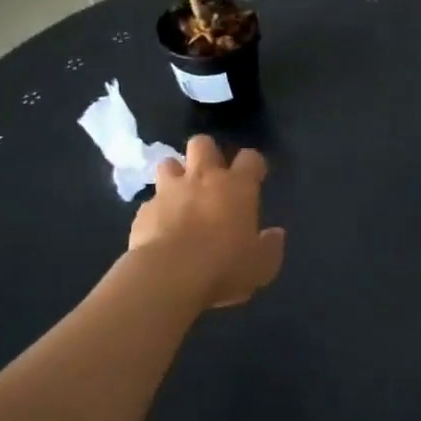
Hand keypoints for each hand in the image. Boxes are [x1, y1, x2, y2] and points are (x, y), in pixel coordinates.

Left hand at [129, 136, 284, 308]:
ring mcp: (169, 191)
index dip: (253, 165)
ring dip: (176, 174)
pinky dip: (157, 209)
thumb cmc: (224, 267)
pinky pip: (151, 201)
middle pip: (203, 144)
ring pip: (169, 163)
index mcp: (237, 187)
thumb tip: (275, 234)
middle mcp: (203, 179)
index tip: (255, 177)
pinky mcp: (144, 210)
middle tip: (212, 176)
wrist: (168, 277)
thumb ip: (270, 247)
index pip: (250, 158)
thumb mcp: (261, 266)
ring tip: (180, 194)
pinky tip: (160, 227)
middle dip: (207, 153)